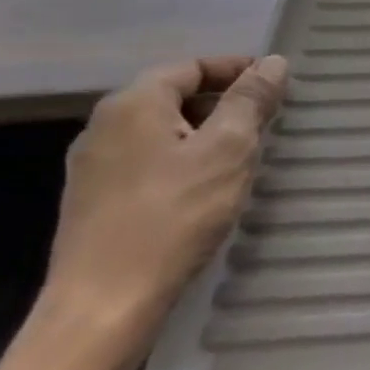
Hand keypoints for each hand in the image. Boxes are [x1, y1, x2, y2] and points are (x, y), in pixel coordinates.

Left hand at [43, 56, 287, 342]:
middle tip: (266, 123)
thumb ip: (251, 100)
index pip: (191, 66)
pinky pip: (148, 163)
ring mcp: (93, 168)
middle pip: (174, 96)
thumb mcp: (228, 149)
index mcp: (132, 105)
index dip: (236, 69)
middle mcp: (103, 127)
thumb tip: (272, 62)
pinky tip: (207, 190)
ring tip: (243, 157)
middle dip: (223, 103)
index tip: (276, 86)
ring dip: (205, 135)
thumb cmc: (173, 216)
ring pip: (162, 132)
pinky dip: (183, 162)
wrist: (103, 308)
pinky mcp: (94, 204)